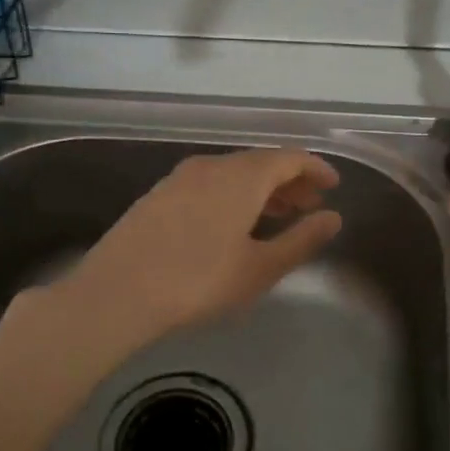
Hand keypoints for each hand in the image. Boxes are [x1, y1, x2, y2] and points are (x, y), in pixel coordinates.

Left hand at [59, 148, 342, 346]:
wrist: (116, 292)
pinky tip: (232, 224)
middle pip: (260, 163)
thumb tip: (333, 218)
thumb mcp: (260, 268)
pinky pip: (209, 184)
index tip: (333, 186)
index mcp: (242, 176)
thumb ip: (301, 240)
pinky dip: (232, 195)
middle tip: (309, 205)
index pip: (290, 158)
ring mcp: (181, 178)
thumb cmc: (198, 281)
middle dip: (290, 182)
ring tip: (277, 216)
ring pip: (233, 173)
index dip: (316, 169)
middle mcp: (212, 166)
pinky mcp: (159, 195)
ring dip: (260, 190)